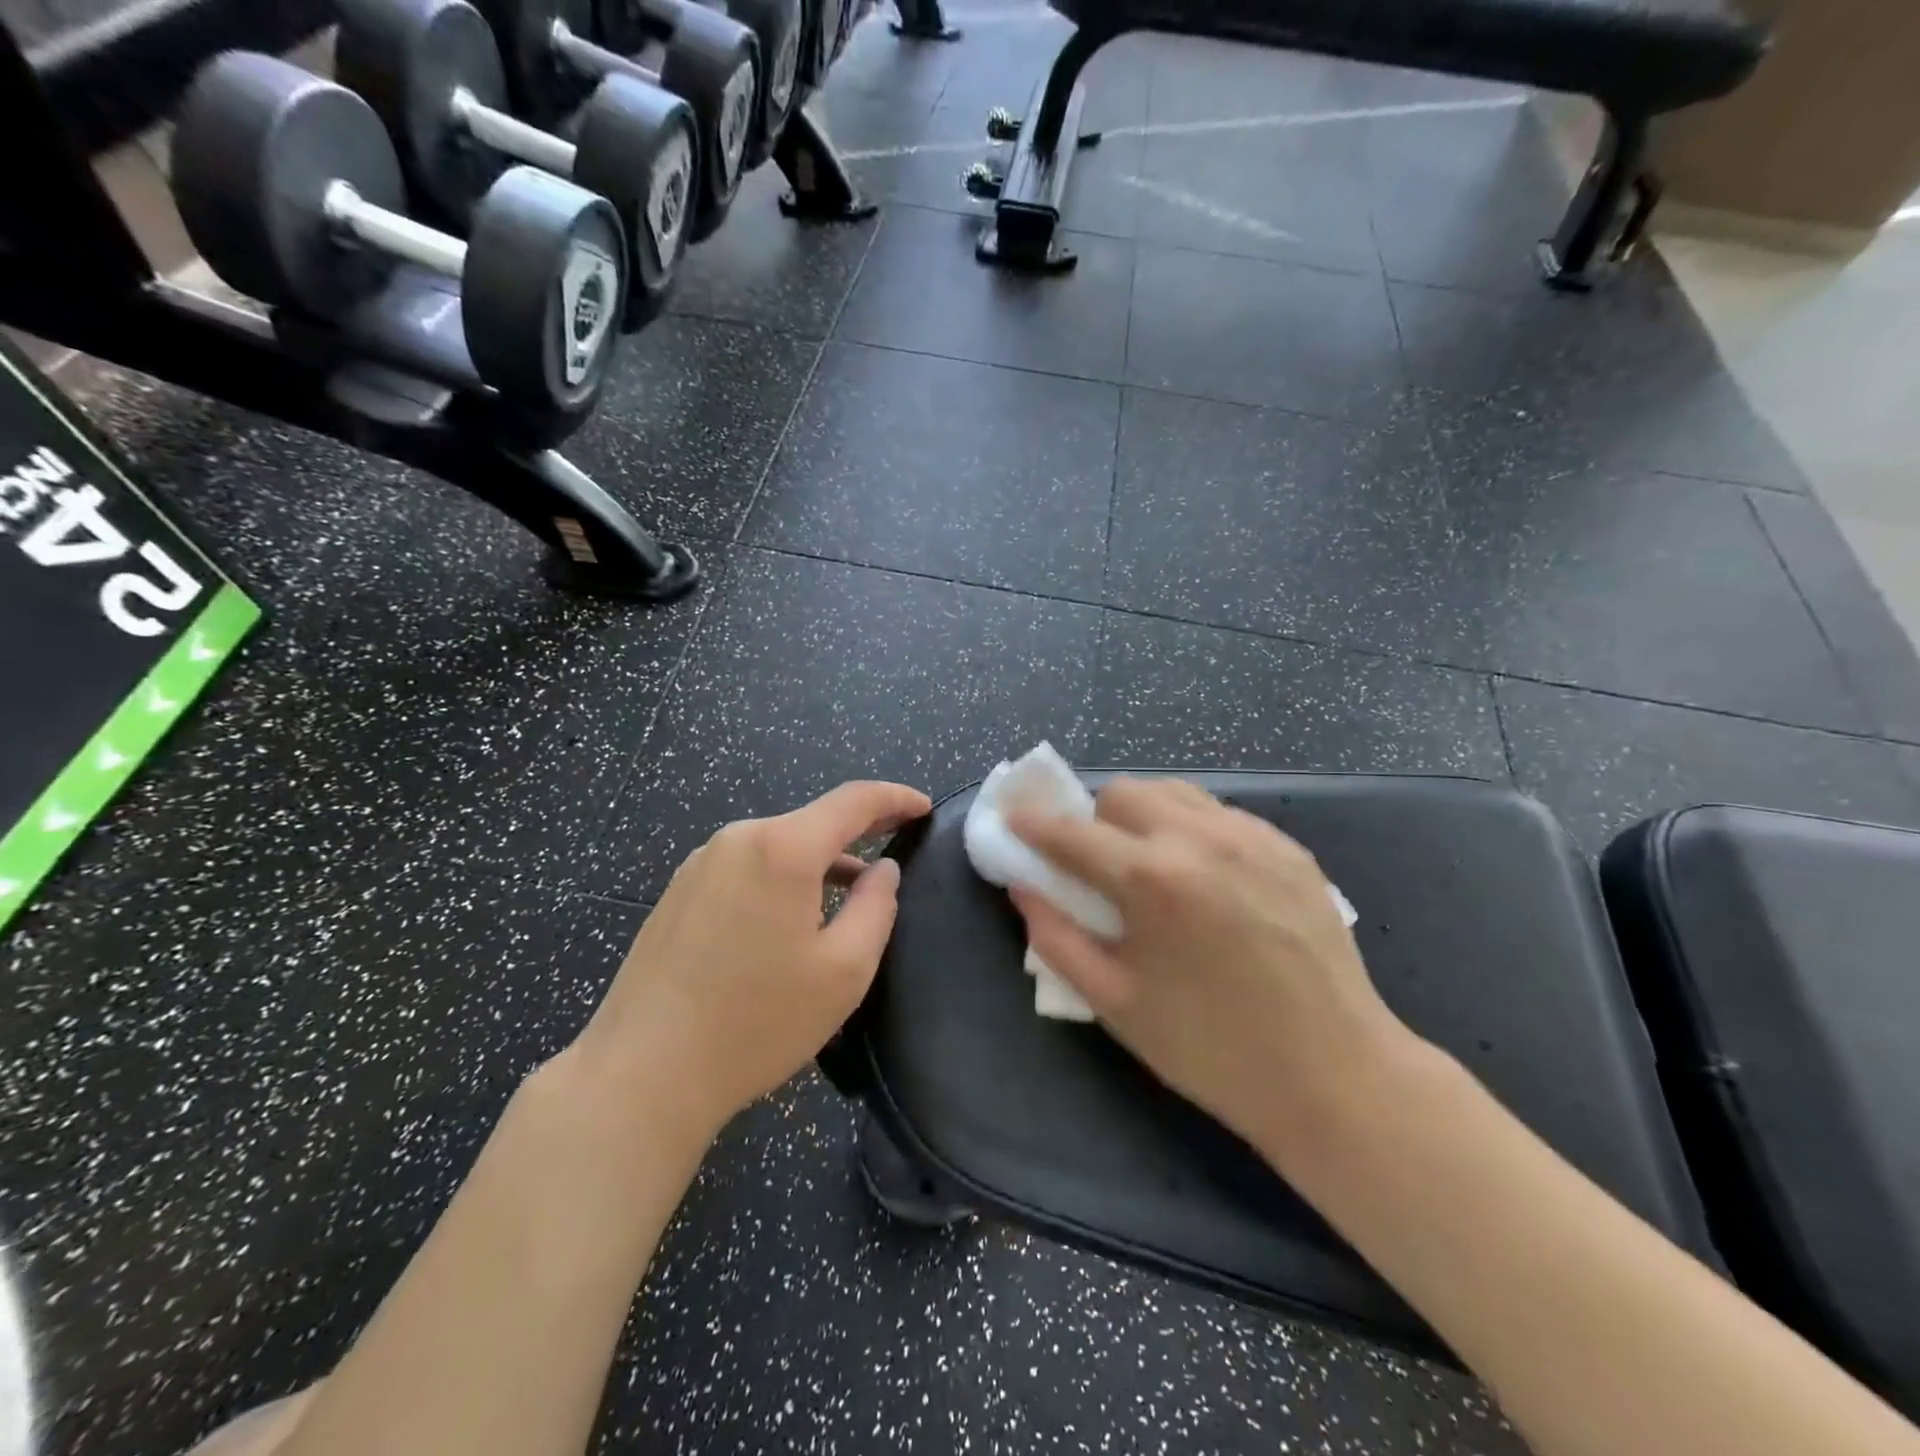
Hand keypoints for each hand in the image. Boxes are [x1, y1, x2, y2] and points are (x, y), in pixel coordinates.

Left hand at [573, 781, 931, 1133]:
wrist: (642, 1074)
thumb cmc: (757, 1022)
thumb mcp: (844, 970)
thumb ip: (877, 906)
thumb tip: (883, 870)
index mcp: (782, 848)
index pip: (853, 800)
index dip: (894, 798)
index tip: (923, 808)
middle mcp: (738, 839)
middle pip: (812, 821)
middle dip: (859, 830)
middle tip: (897, 841)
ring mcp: (700, 863)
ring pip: (778, 845)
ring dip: (820, 859)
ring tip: (851, 888)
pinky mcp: (678, 891)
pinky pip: (747, 866)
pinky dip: (783, 875)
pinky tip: (792, 913)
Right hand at [1009, 777, 1418, 1157]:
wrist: (1335, 1075)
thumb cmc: (1212, 1050)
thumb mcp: (1116, 1004)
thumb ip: (1057, 938)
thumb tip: (1023, 888)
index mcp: (1152, 879)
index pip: (1072, 832)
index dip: (1033, 824)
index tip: (1012, 819)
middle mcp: (1200, 838)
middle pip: (1124, 793)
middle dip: (1095, 819)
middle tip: (1098, 866)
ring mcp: (1252, 837)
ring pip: (1175, 793)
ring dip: (1145, 816)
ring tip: (1152, 866)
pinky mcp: (1289, 848)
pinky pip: (1221, 814)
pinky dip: (1193, 830)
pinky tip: (1206, 880)